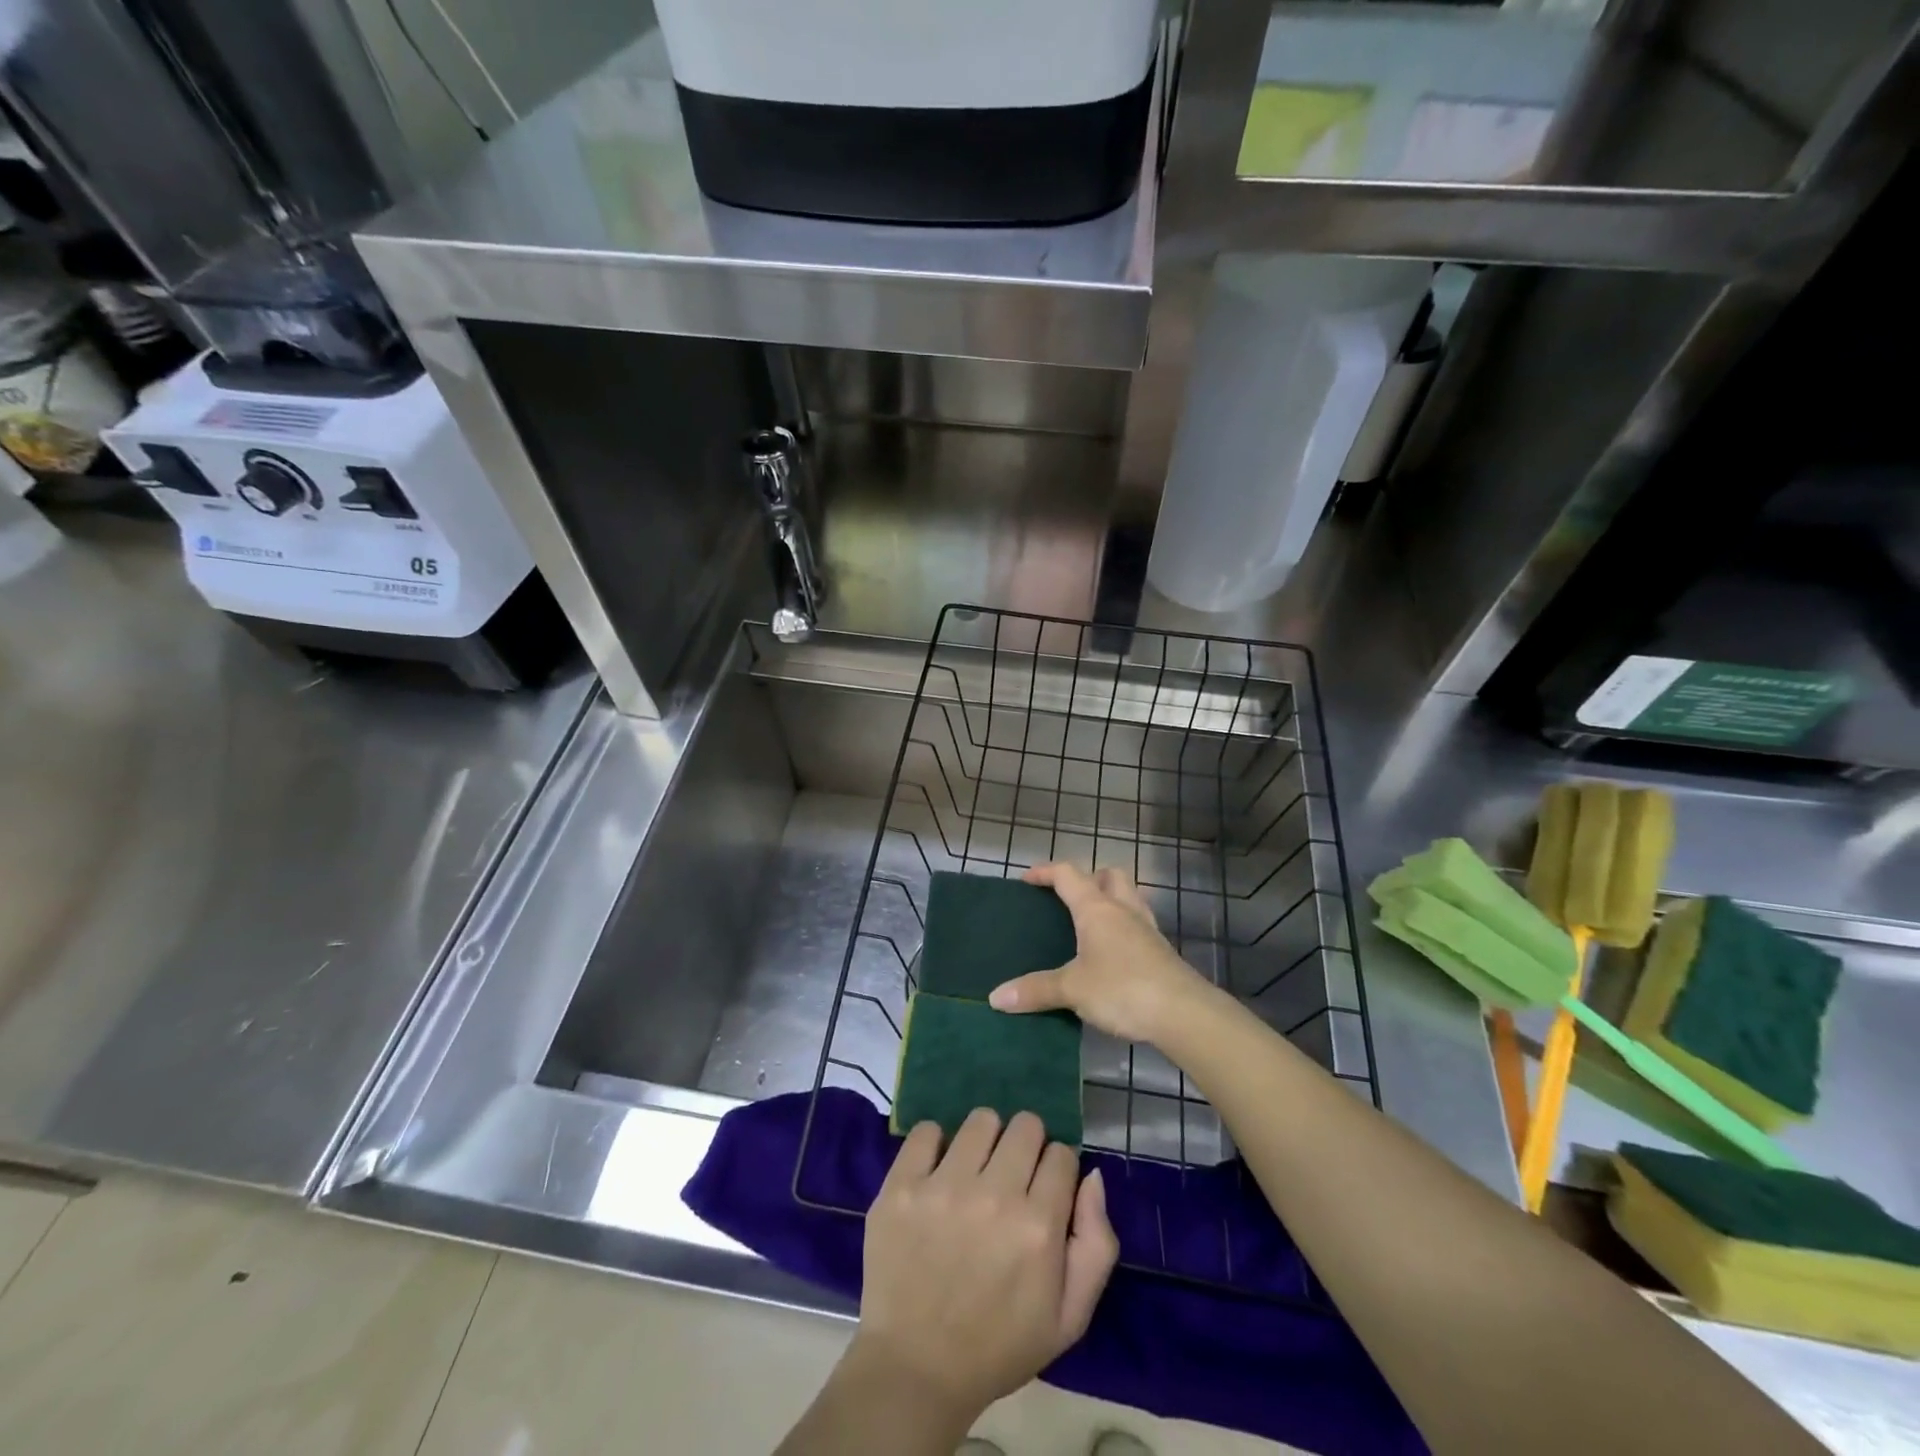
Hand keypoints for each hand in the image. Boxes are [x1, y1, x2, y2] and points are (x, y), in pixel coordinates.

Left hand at [850, 1110, 1117, 1428]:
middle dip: (1026, 1146)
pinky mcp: (902, 1185)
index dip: (1056, 1170)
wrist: (916, 1369)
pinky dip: (935, 1145)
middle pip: (1025, 1125)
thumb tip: (1092, 1175)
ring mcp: (943, 1187)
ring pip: (981, 1120)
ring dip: (984, 1140)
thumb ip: (1096, 1243)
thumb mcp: (1070, 1318)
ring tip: (974, 1172)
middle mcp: (994, 1196)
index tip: (1043, 1190)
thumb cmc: (999, 1345)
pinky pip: (926, 1130)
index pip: (1061, 1154)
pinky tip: (936, 1173)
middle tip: (1010, 1177)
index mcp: (1038, 1227)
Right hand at [990, 863, 1213, 1044]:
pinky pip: (1138, 926)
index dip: (1045, 872)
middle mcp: (1123, 910)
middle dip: (1089, 878)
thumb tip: (995, 998)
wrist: (1184, 1013)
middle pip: (1110, 876)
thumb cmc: (1122, 989)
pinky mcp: (1161, 952)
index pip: (1068, 875)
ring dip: (1110, 900)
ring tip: (1090, 923)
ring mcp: (1147, 930)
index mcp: (1097, 909)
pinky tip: (1113, 954)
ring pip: (1129, 898)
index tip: (1027, 879)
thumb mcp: (1072, 989)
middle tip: (1069, 899)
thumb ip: (1035, 990)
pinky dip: (1123, 929)